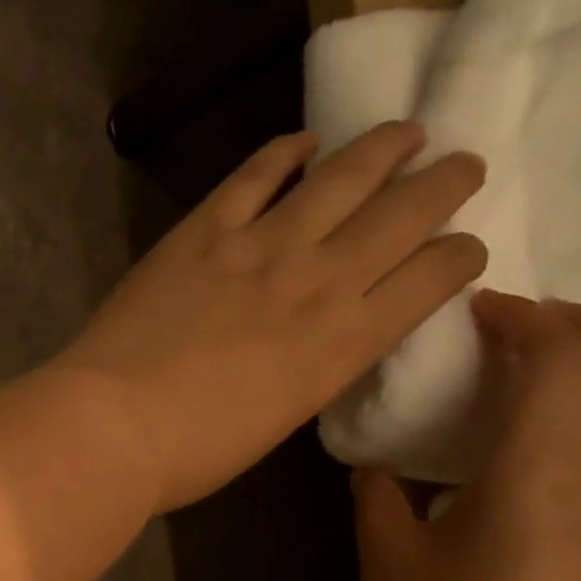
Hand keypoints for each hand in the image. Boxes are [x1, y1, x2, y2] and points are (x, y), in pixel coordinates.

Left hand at [50, 124, 486, 512]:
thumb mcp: (282, 419)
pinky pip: (255, 175)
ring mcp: (260, 245)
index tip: (465, 248)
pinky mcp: (204, 230)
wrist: (114, 425)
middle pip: (405, 212)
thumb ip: (316, 367)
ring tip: (408, 130)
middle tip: (464, 165)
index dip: (461, 254)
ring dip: (384, 147)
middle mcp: (320, 280)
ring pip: (343, 175)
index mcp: (345, 342)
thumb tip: (325, 336)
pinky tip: (305, 141)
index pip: (433, 278)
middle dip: (446, 183)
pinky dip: (284, 152)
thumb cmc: (196, 451)